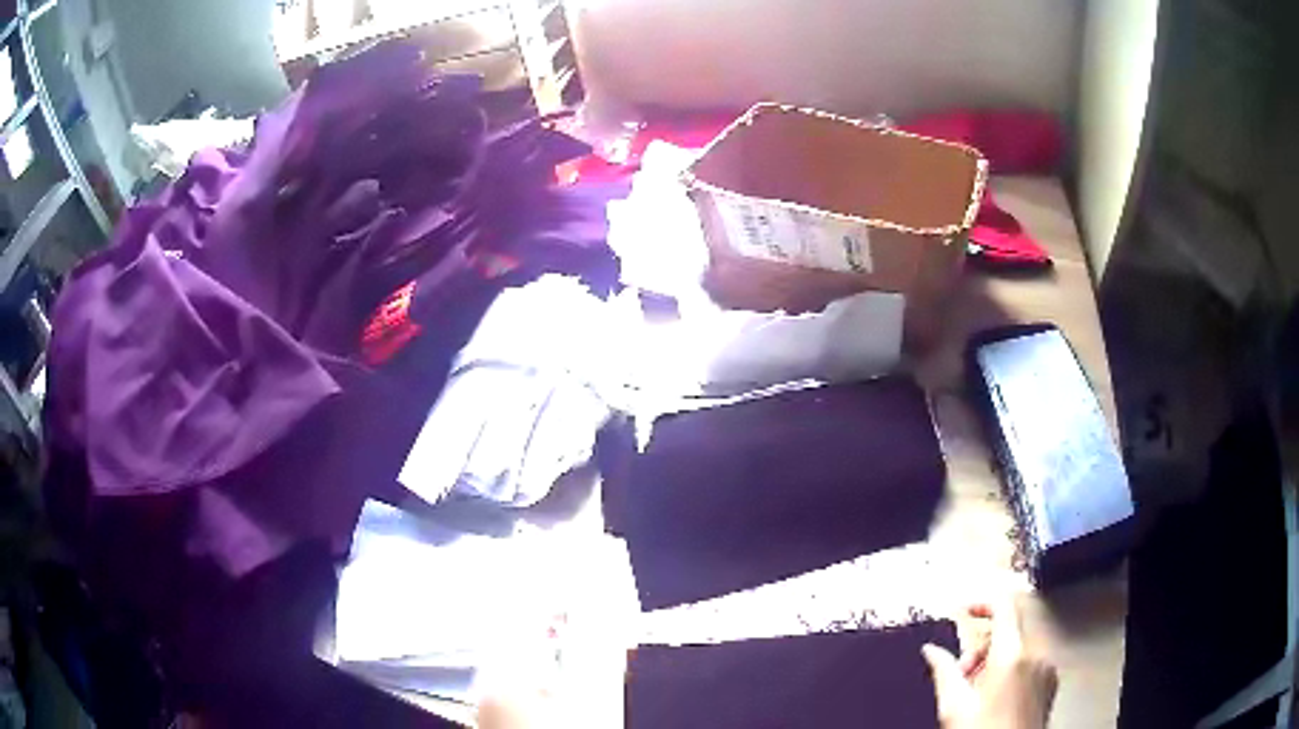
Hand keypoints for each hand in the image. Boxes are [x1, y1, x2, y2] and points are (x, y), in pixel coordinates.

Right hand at [922, 597, 1057, 728]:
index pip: (1003, 606)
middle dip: (981, 646)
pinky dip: (1011, 671)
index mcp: (1012, 655)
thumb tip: (930, 650)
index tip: (964, 611)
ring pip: (1018, 647)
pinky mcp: (1050, 682)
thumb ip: (943, 671)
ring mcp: (1046, 668)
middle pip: (1008, 630)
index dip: (982, 603)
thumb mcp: (954, 706)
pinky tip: (995, 698)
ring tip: (976, 693)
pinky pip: (1030, 662)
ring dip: (994, 661)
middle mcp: (1036, 655)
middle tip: (961, 673)